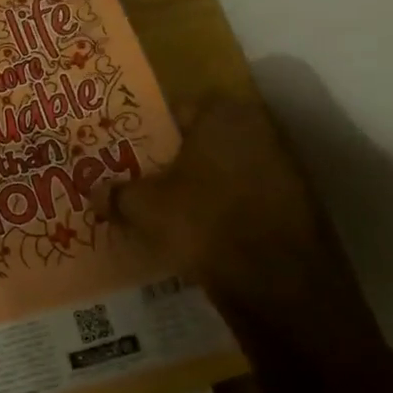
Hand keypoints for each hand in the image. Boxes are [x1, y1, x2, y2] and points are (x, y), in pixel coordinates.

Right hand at [101, 91, 378, 348]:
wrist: (276, 281)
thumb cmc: (203, 222)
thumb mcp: (144, 208)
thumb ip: (117, 194)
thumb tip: (95, 191)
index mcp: (222, 115)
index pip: (177, 111)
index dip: (150, 133)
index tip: (131, 154)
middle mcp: (258, 129)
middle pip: (204, 140)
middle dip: (177, 159)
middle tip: (147, 181)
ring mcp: (283, 167)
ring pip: (227, 170)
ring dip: (203, 185)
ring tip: (172, 210)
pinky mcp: (297, 204)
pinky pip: (248, 197)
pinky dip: (227, 208)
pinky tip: (205, 231)